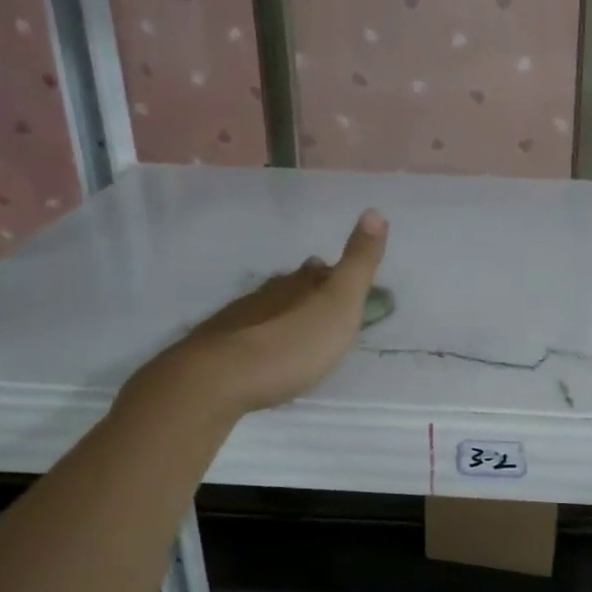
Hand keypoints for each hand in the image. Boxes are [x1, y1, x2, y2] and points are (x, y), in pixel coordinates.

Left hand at [124, 210, 388, 419]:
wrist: (219, 380)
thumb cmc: (291, 344)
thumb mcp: (339, 303)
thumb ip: (358, 263)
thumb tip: (375, 211)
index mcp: (298, 285)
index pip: (317, 271)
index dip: (330, 273)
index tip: (336, 275)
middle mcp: (266, 295)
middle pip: (289, 287)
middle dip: (304, 291)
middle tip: (317, 301)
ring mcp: (236, 321)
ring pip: (264, 309)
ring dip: (279, 315)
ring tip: (291, 328)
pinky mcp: (216, 350)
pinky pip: (243, 337)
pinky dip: (257, 340)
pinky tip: (258, 354)